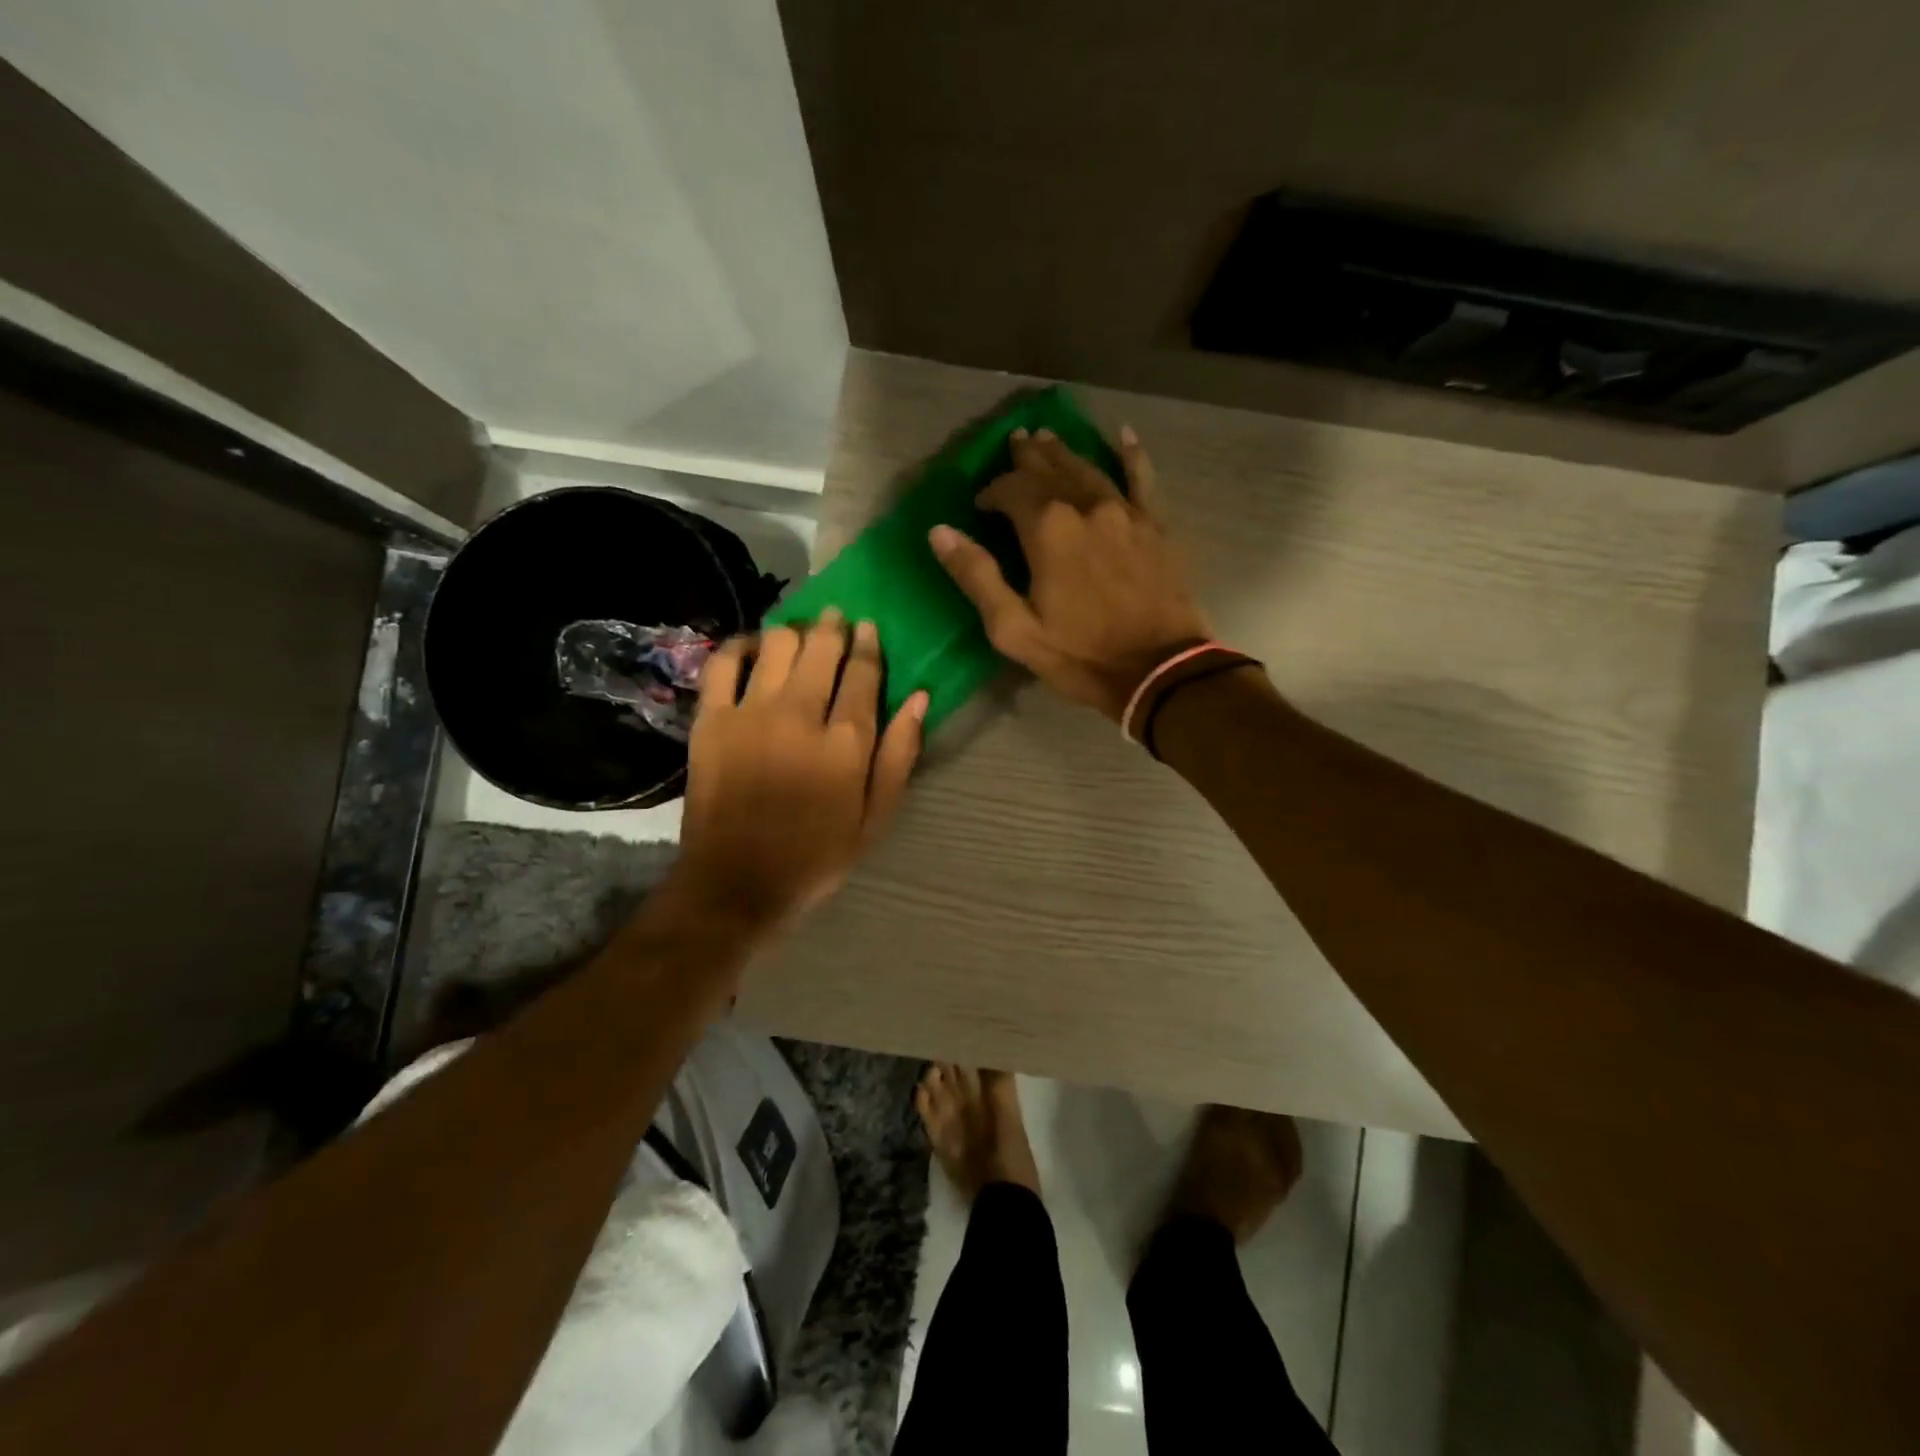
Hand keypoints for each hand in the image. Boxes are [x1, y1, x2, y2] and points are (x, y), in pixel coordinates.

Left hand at [671, 611, 925, 934]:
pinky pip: (725, 662)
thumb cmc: (815, 855)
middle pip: (821, 648)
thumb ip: (900, 756)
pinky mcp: (711, 720)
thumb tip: (920, 698)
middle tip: (837, 620)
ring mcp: (751, 713)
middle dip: (834, 626)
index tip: (870, 629)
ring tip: (800, 634)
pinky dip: (742, 646)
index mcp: (846, 743)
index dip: (869, 645)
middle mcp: (800, 716)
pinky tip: (754, 648)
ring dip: (794, 631)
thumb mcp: (875, 819)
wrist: (736, 883)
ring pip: (777, 644)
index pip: (863, 673)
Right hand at [929, 426, 1211, 720]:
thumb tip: (940, 532)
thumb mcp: (1014, 629)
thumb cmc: (1080, 655)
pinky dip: (1132, 455)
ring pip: (1088, 468)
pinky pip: (1143, 479)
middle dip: (1027, 457)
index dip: (991, 492)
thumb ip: (977, 577)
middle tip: (1014, 442)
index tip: (980, 505)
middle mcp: (1087, 507)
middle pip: (1050, 469)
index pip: (1011, 490)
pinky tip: (1126, 435)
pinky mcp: (1156, 526)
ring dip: (1064, 452)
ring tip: (1047, 436)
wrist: (1160, 671)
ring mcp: (1126, 512)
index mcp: (1048, 530)